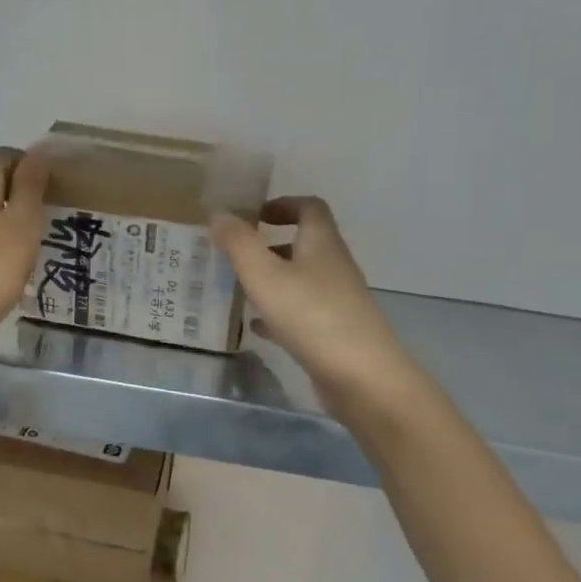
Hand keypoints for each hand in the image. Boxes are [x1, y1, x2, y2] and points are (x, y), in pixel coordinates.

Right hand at [210, 197, 416, 416]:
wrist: (361, 377)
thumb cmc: (311, 316)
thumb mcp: (265, 275)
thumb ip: (239, 243)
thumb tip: (218, 213)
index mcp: (322, 244)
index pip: (310, 208)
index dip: (283, 204)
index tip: (253, 215)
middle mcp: (333, 267)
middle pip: (304, 245)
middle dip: (270, 245)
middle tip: (235, 254)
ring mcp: (337, 302)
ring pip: (300, 281)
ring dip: (272, 280)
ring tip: (238, 289)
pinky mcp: (333, 333)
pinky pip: (301, 314)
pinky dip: (277, 314)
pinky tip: (255, 328)